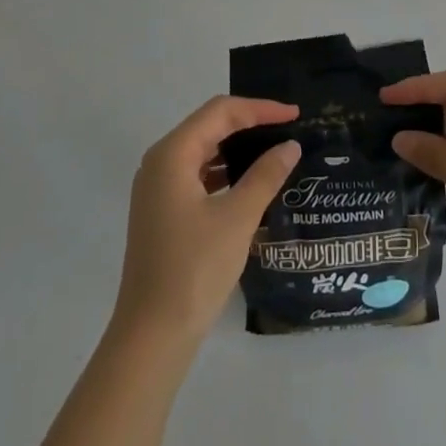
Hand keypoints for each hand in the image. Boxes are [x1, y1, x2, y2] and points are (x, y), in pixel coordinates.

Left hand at [112, 96, 300, 344]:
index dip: (260, 108)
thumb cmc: (194, 270)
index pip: (221, 112)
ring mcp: (157, 188)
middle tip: (287, 128)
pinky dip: (224, 171)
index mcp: (172, 154)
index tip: (294, 115)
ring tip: (273, 151)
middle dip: (249, 123)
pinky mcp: (162, 211)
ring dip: (237, 147)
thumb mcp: (238, 218)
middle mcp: (160, 162)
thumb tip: (290, 146)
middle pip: (210, 125)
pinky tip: (248, 183)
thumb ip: (266, 175)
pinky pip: (197, 174)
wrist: (151, 337)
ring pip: (203, 150)